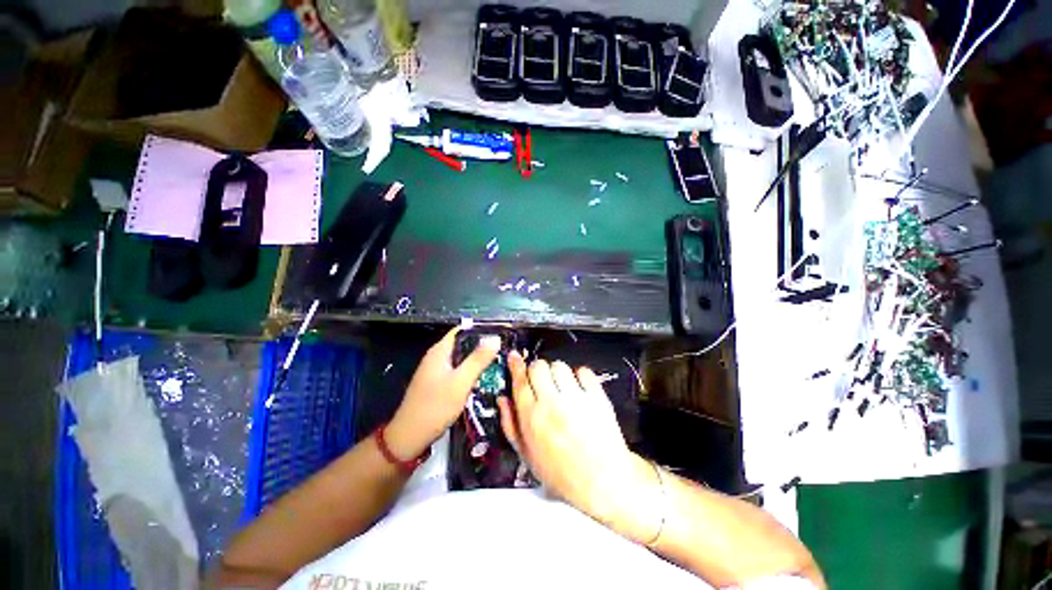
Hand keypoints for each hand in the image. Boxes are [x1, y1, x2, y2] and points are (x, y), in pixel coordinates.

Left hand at [386, 327, 500, 460]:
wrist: (410, 436)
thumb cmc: (435, 406)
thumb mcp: (461, 381)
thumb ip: (478, 359)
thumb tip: (495, 338)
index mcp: (440, 351)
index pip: (462, 329)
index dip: (481, 329)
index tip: (500, 332)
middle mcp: (436, 357)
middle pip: (463, 343)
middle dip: (482, 345)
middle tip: (503, 349)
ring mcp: (435, 370)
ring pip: (461, 358)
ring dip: (477, 359)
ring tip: (498, 362)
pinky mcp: (437, 383)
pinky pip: (457, 370)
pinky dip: (470, 371)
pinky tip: (482, 378)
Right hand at [497, 353, 660, 541]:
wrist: (602, 481)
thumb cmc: (562, 473)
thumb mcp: (527, 455)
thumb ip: (510, 424)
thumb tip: (502, 400)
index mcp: (532, 418)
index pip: (520, 381)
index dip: (515, 365)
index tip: (514, 357)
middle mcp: (552, 404)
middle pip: (538, 366)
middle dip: (536, 370)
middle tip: (541, 381)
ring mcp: (576, 399)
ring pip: (559, 366)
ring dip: (557, 372)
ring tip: (561, 386)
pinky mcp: (596, 397)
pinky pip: (583, 371)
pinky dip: (579, 376)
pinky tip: (579, 389)